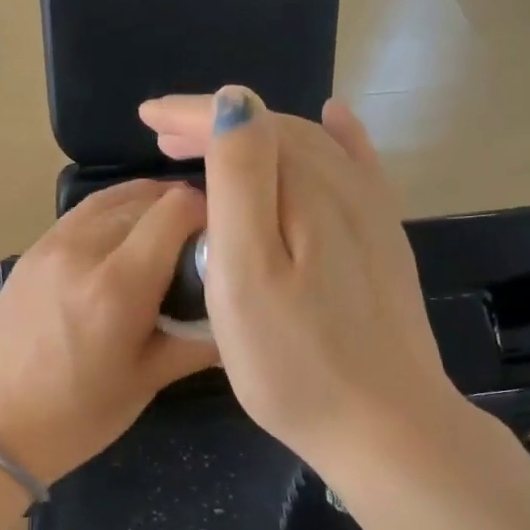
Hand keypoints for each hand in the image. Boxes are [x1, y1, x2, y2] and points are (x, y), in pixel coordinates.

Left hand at [0, 180, 219, 485]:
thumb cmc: (76, 416)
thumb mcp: (147, 382)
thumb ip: (197, 341)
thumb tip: (239, 318)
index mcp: (117, 286)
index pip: (176, 210)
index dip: (208, 215)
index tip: (219, 243)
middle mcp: (82, 251)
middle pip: (146, 199)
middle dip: (180, 212)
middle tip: (195, 248)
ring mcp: (50, 246)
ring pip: (111, 199)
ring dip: (145, 206)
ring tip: (163, 237)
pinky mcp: (30, 252)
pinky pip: (81, 214)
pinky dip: (112, 214)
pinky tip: (122, 241)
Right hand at [137, 87, 460, 475]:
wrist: (384, 426)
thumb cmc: (294, 362)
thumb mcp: (247, 272)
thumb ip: (240, 182)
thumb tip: (234, 103)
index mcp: (307, 191)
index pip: (245, 126)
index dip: (191, 115)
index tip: (145, 116)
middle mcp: (346, 188)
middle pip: (277, 132)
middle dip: (217, 124)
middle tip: (162, 136)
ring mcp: (372, 216)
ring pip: (310, 149)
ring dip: (257, 137)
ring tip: (211, 143)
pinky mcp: (384, 243)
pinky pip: (359, 169)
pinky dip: (338, 137)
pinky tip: (335, 120)